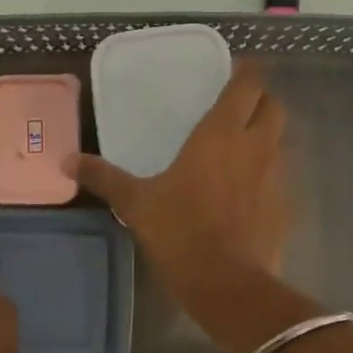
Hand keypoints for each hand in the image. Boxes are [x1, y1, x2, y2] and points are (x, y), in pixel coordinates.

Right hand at [63, 63, 291, 306]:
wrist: (227, 283)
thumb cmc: (180, 231)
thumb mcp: (136, 202)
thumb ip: (104, 177)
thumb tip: (66, 160)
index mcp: (221, 133)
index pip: (247, 85)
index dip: (247, 72)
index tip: (238, 69)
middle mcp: (256, 145)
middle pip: (274, 106)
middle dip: (262, 100)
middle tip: (240, 106)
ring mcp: (277, 176)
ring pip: (281, 140)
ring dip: (266, 136)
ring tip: (242, 147)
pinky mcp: (286, 205)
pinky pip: (281, 176)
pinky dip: (269, 174)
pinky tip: (249, 191)